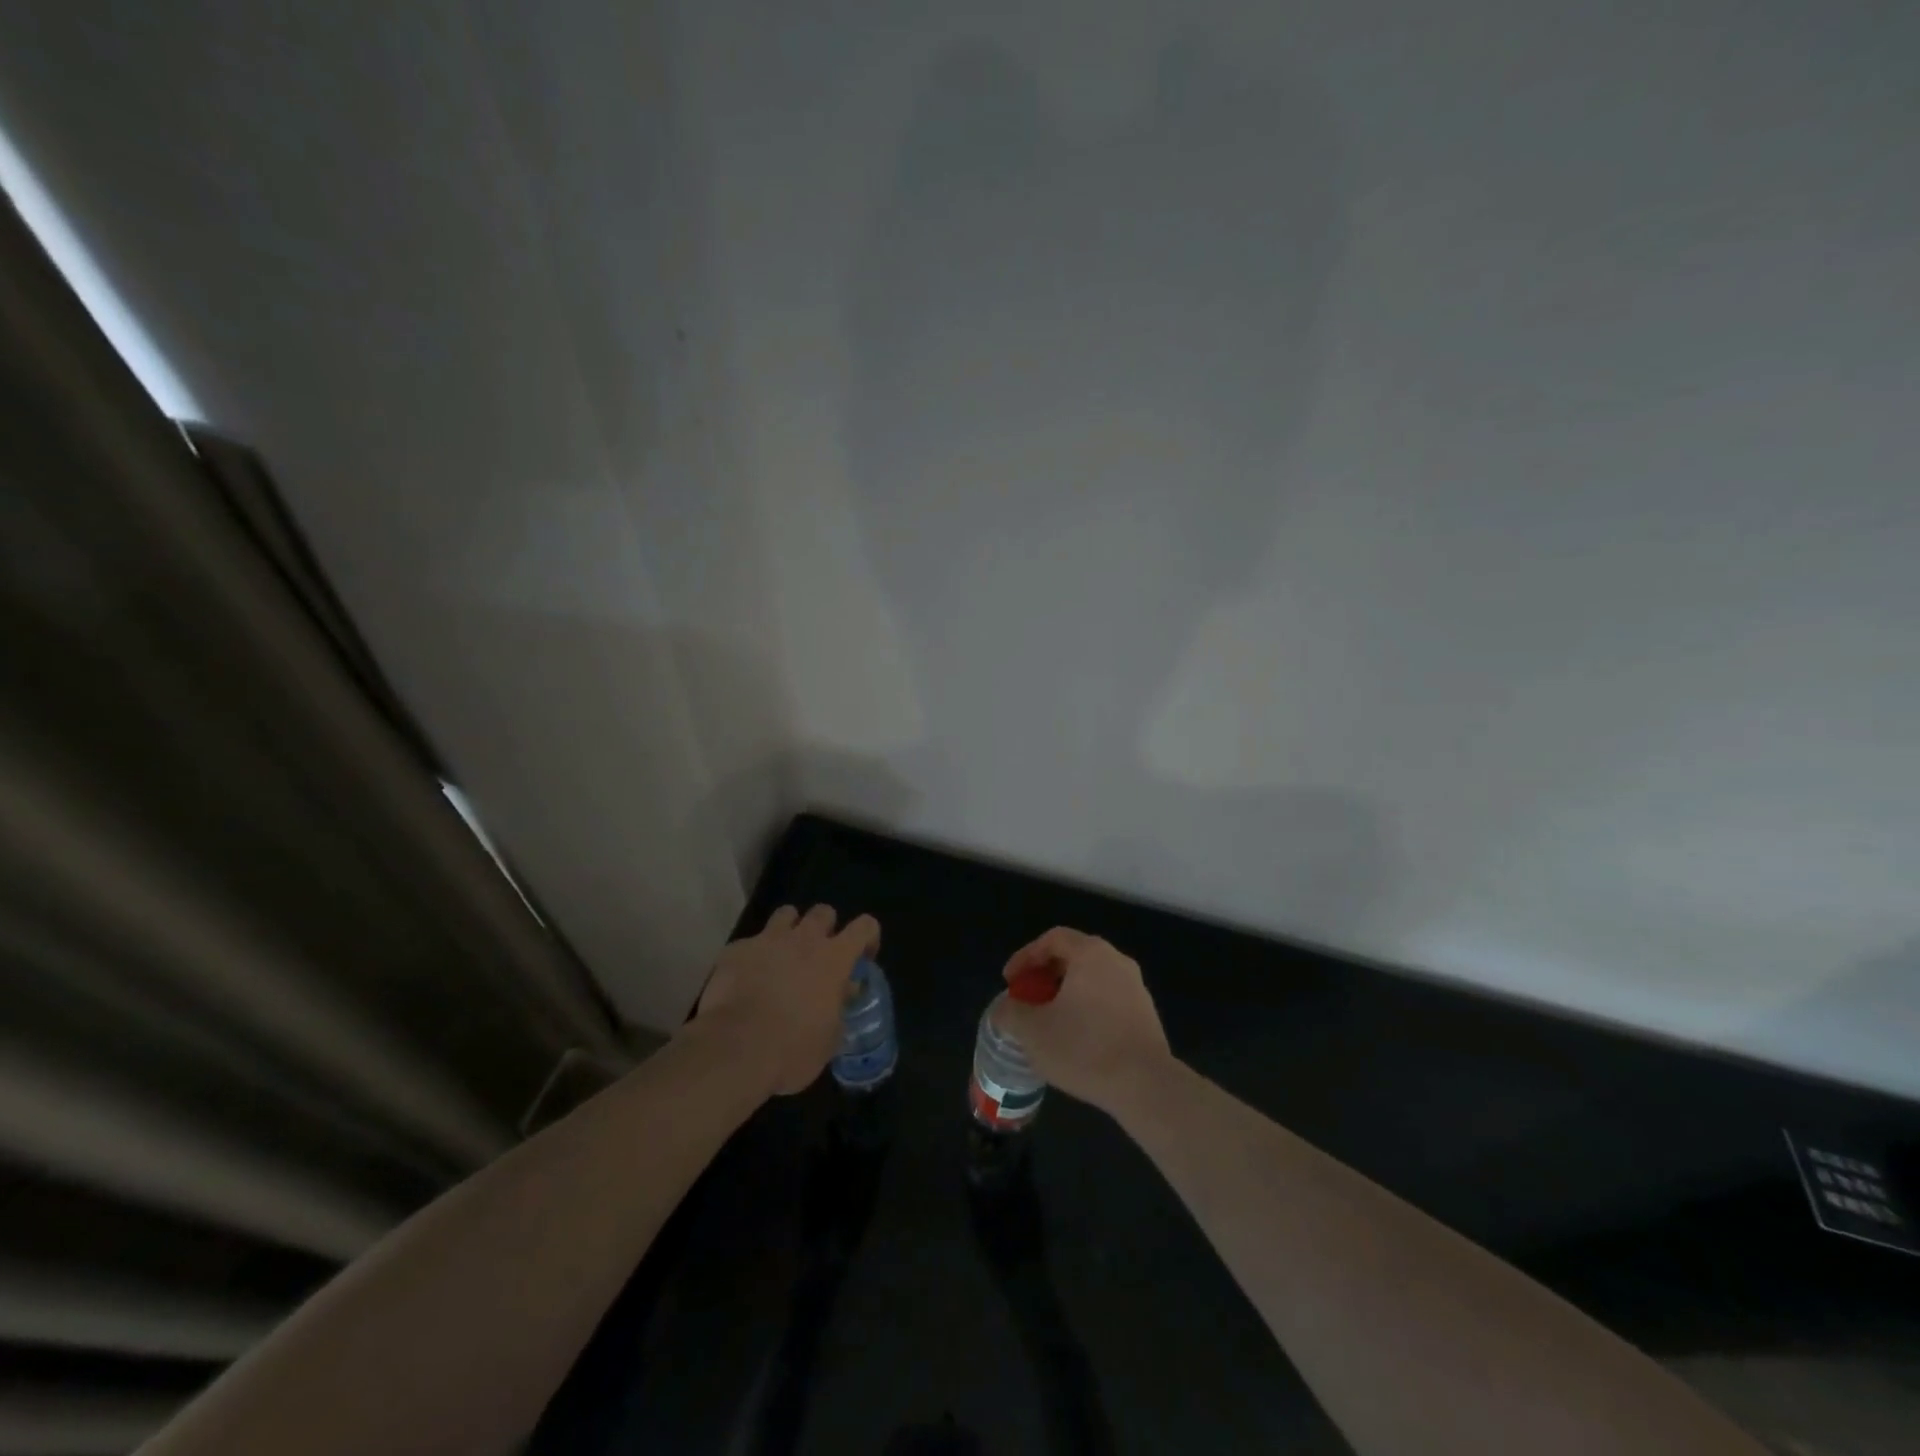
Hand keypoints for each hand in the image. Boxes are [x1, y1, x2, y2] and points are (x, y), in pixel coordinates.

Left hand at [693, 905, 880, 1095]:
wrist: (735, 1051)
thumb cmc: (794, 1050)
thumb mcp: (830, 1037)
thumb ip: (840, 1005)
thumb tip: (845, 990)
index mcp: (834, 958)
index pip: (865, 926)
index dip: (867, 938)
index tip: (861, 958)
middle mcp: (804, 939)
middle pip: (823, 911)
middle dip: (825, 928)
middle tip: (818, 955)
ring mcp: (768, 940)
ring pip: (786, 914)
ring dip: (789, 930)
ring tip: (783, 955)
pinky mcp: (736, 950)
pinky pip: (750, 941)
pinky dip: (754, 955)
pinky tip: (747, 978)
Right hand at [995, 927, 1172, 1114]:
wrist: (1146, 1086)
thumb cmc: (1084, 1048)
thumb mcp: (1033, 1031)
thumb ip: (1010, 1013)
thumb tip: (1003, 1010)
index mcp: (1091, 953)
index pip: (1052, 938)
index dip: (1026, 956)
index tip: (1010, 982)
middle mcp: (1117, 961)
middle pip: (1074, 956)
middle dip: (1045, 976)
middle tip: (1027, 999)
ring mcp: (1136, 988)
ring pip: (1092, 980)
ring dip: (1066, 994)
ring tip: (1048, 1022)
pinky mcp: (1146, 1015)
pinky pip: (1108, 1000)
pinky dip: (1087, 1009)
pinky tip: (1076, 1040)